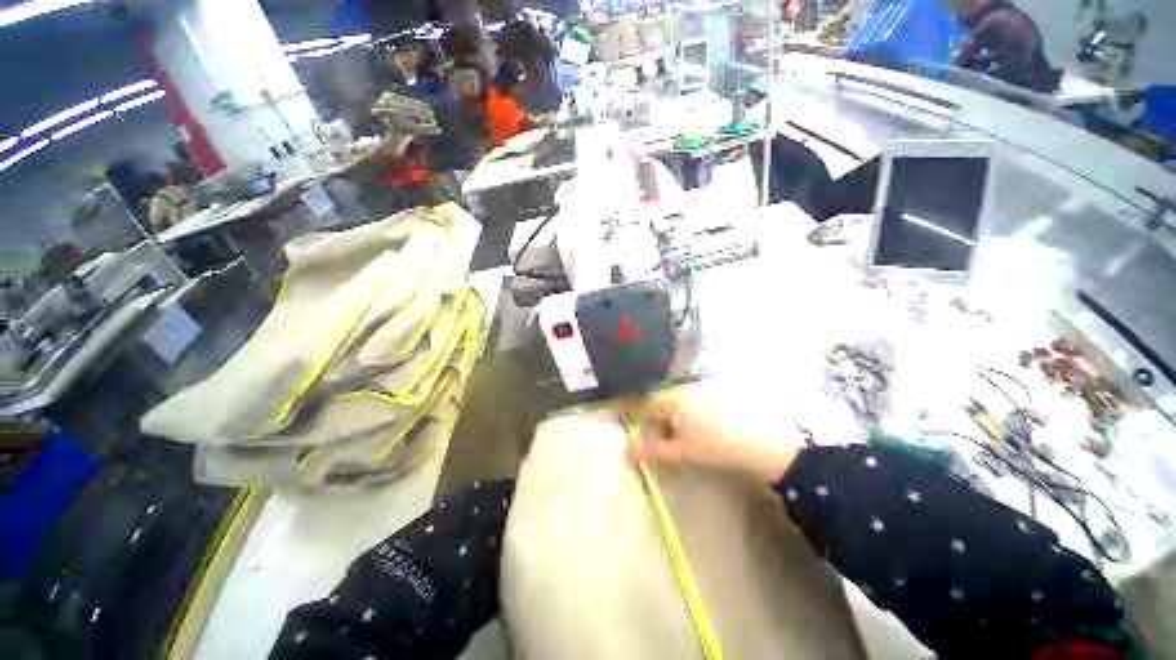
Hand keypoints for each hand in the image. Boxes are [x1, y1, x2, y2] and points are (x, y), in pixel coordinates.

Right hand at [619, 387, 803, 483]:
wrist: (763, 442)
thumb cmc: (718, 446)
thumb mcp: (682, 450)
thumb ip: (652, 450)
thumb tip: (625, 452)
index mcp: (672, 398)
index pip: (642, 401)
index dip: (626, 406)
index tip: (614, 410)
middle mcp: (683, 388)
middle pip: (657, 401)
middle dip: (650, 420)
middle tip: (653, 441)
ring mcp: (699, 389)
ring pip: (672, 401)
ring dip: (667, 419)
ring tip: (675, 439)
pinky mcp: (712, 394)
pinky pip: (688, 401)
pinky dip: (682, 415)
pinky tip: (692, 430)